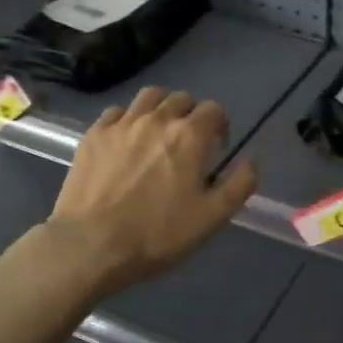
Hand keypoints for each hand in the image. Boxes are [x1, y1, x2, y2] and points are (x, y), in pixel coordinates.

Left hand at [48, 87, 256, 295]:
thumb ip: (239, 185)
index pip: (213, 110)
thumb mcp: (211, 218)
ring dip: (160, 108)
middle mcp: (157, 119)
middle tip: (188, 142)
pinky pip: (116, 112)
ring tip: (158, 133)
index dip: (220, 125)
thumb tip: (252, 162)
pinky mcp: (93, 135)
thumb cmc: (157, 235)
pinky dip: (127, 119)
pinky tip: (125, 141)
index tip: (217, 148)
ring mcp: (121, 124)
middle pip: (181, 98)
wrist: (90, 245)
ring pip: (148, 97)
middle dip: (191, 115)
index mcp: (189, 136)